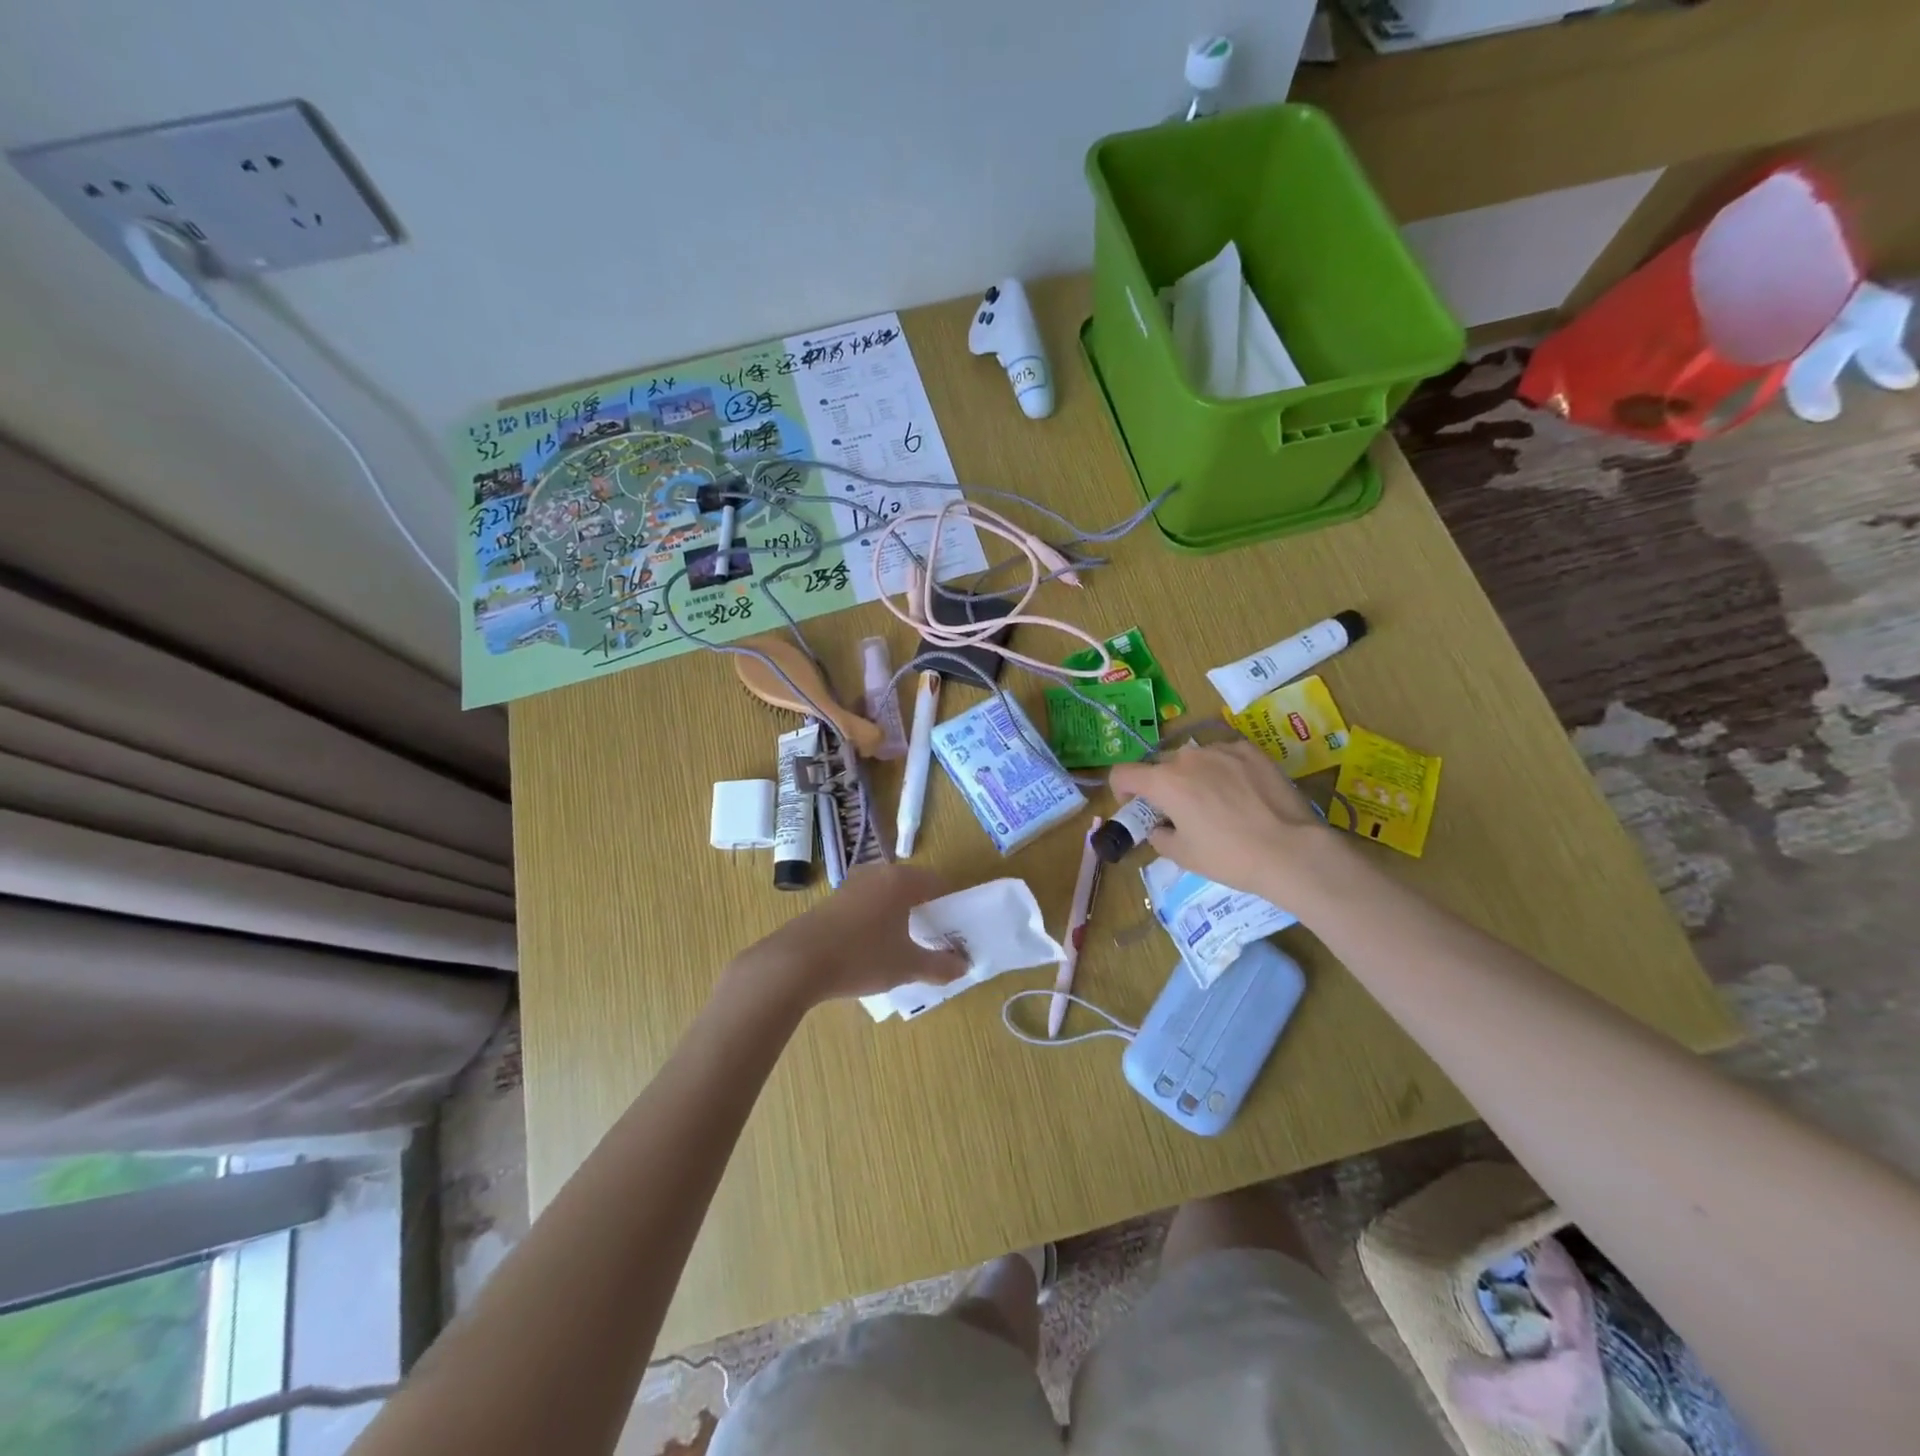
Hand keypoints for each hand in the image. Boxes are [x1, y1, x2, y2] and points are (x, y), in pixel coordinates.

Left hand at [728, 864, 967, 1008]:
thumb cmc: (861, 957)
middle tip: (934, 938)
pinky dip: (877, 919)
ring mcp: (850, 885)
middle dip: (925, 910)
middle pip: (911, 886)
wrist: (796, 962)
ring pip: (886, 895)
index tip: (956, 928)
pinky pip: (866, 904)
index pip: (937, 883)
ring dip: (899, 914)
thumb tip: (963, 966)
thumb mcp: (906, 965)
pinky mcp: (831, 901)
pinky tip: (873, 946)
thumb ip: (940, 965)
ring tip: (905, 944)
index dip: (951, 904)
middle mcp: (876, 874)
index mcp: (900, 880)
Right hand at [1110, 741, 1338, 902]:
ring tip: (1214, 801)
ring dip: (1192, 775)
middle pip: (1160, 765)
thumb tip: (1160, 827)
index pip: (1123, 773)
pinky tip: (1241, 792)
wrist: (1290, 850)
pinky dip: (1223, 769)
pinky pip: (1224, 755)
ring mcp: (1221, 750)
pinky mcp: (1251, 750)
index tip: (1135, 806)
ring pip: (1194, 758)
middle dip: (1160, 784)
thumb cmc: (1229, 857)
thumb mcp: (1183, 855)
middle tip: (1177, 810)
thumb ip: (1159, 836)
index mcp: (1164, 782)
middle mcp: (1188, 758)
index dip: (1121, 789)